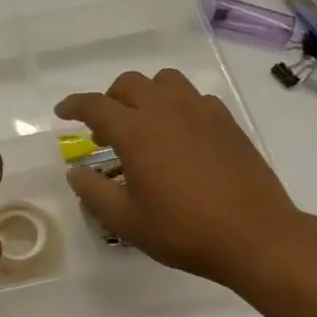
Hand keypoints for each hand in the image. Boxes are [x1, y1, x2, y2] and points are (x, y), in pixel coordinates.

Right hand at [56, 69, 307, 287]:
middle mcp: (166, 110)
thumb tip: (74, 173)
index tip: (62, 113)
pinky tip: (181, 134)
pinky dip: (179, 106)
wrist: (255, 235)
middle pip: (129, 83)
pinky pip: (195, 97)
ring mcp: (200, 112)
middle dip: (110, 99)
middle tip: (105, 129)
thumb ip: (94, 192)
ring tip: (144, 123)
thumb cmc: (184, 230)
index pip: (95, 105)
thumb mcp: (127, 221)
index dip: (73, 106)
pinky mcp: (226, 122)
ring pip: (165, 81)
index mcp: (136, 131)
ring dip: (146, 94)